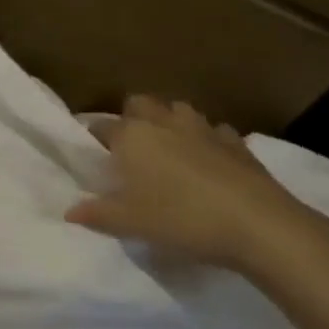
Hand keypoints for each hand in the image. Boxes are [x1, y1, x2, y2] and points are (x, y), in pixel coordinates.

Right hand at [66, 96, 328, 278]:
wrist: (258, 224)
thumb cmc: (182, 219)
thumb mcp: (131, 224)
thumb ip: (97, 215)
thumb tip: (69, 212)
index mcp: (132, 136)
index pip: (102, 126)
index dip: (94, 139)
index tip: (93, 156)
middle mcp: (163, 122)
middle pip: (140, 103)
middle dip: (132, 117)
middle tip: (131, 149)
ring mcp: (203, 128)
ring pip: (178, 110)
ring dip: (170, 123)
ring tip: (169, 150)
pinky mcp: (236, 141)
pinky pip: (214, 130)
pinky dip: (207, 140)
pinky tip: (209, 162)